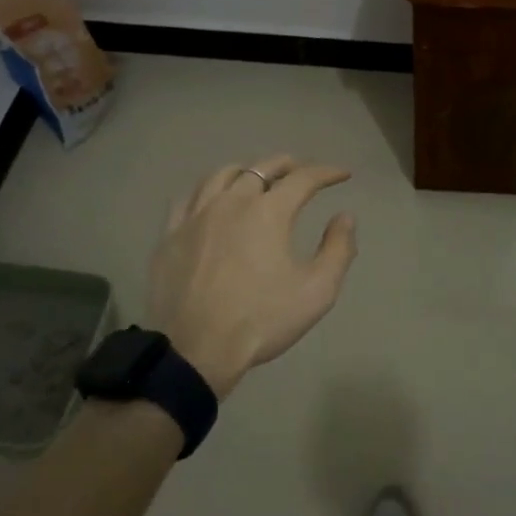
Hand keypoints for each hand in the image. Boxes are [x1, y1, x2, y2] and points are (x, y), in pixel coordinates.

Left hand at [149, 155, 358, 398]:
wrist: (195, 350)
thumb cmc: (261, 320)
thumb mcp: (317, 291)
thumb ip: (338, 249)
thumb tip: (345, 217)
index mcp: (269, 212)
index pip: (303, 178)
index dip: (326, 172)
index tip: (342, 174)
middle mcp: (232, 201)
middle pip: (261, 168)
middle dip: (287, 165)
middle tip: (301, 170)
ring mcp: (196, 215)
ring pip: (222, 175)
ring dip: (246, 171)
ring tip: (256, 178)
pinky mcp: (171, 234)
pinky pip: (189, 197)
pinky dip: (208, 190)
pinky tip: (212, 199)